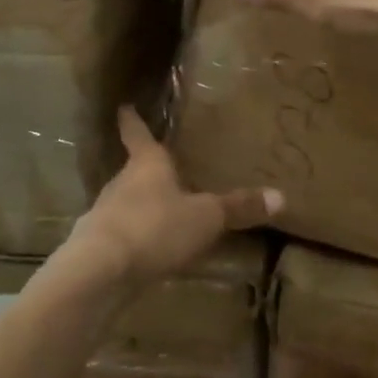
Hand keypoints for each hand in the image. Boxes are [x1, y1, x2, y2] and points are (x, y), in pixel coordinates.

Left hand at [67, 106, 280, 286]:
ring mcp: (104, 214)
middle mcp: (121, 183)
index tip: (124, 106)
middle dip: (146, 171)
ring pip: (125, 203)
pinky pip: (120, 235)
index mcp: (147, 164)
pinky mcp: (97, 246)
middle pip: (133, 170)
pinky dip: (133, 238)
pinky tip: (147, 252)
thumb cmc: (155, 227)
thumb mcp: (205, 217)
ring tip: (161, 213)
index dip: (133, 119)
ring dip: (140, 206)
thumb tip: (281, 196)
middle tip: (163, 169)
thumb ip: (238, 207)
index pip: (137, 133)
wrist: (100, 271)